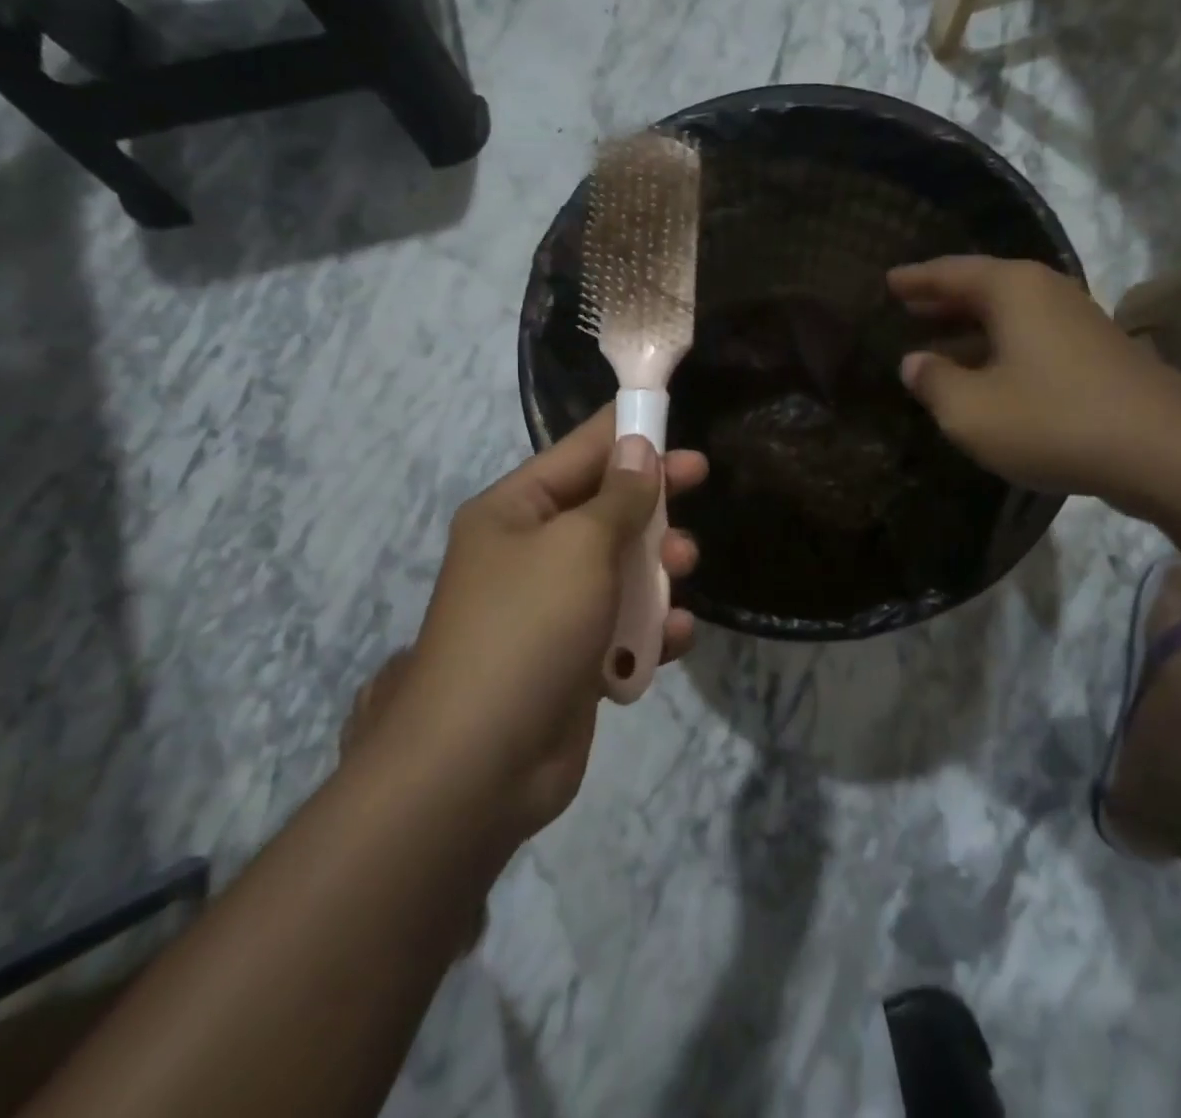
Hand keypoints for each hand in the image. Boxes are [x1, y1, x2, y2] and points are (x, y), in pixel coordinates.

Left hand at [380, 408, 706, 842]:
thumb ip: (618, 496)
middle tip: (699, 477)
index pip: (576, 453)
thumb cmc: (528, 627)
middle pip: (603, 509)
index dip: (624, 432)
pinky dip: (650, 630)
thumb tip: (638, 447)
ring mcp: (550, 611)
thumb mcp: (579, 545)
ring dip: (657, 567)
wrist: (480, 763)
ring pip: (618, 569)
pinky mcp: (571, 663)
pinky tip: (677, 636)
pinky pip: (621, 629)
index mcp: (514, 513)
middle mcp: (528, 555)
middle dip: (651, 499)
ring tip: (685, 568)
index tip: (670, 416)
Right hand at [889, 255, 1180, 507]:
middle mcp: (1045, 292)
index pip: (949, 272)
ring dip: (970, 330)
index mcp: (1011, 289)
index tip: (887, 281)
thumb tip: (914, 363)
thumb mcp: (971, 410)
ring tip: (935, 344)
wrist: (1165, 449)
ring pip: (1009, 316)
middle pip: (982, 288)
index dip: (915, 279)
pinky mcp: (1096, 353)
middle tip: (906, 308)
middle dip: (942, 301)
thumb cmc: (1052, 419)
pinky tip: (986, 377)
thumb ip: (933, 383)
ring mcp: (1077, 321)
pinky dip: (999, 350)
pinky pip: (1031, 339)